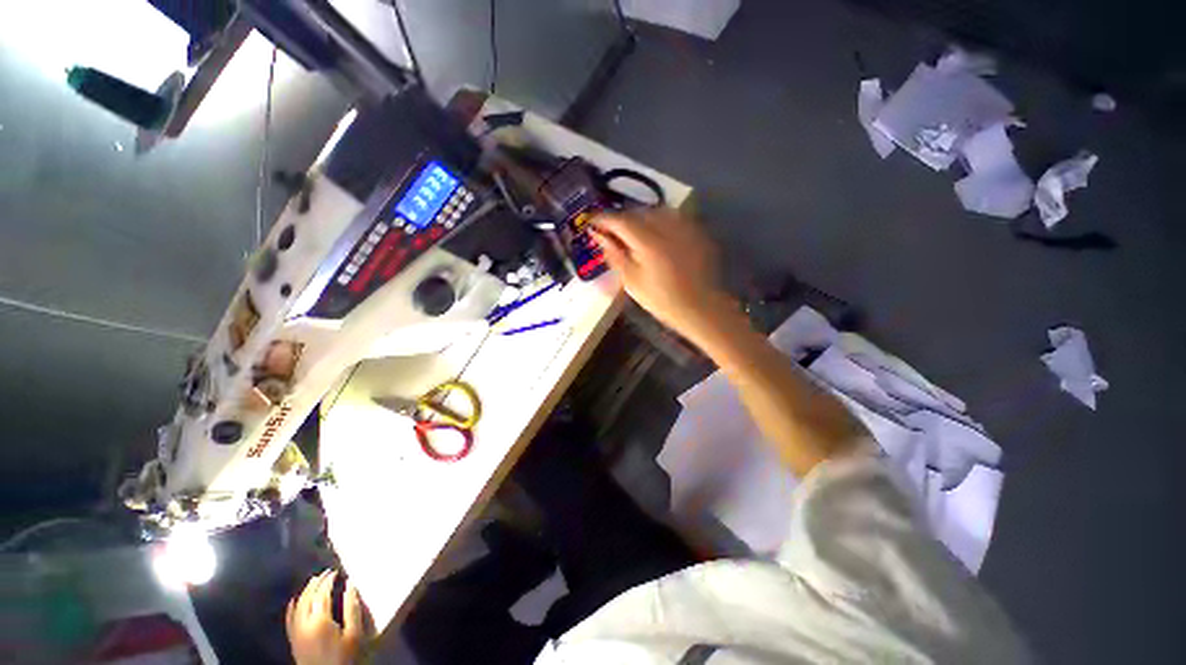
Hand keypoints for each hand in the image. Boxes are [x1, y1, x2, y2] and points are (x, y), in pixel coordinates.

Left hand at [287, 571, 365, 664]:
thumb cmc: (344, 655)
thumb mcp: (354, 633)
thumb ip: (352, 608)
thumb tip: (350, 584)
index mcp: (319, 620)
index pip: (322, 593)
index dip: (328, 581)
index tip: (336, 572)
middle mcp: (303, 623)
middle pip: (307, 597)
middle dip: (315, 583)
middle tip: (326, 573)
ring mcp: (296, 632)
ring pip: (297, 606)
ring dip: (305, 592)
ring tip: (313, 582)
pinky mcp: (293, 639)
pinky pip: (289, 619)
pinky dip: (292, 607)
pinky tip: (294, 601)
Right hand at [591, 209, 734, 340]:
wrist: (701, 307)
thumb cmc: (662, 300)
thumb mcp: (632, 281)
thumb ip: (614, 255)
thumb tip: (599, 235)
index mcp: (648, 241)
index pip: (619, 219)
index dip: (603, 218)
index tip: (592, 223)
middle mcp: (666, 226)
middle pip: (638, 211)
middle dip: (621, 218)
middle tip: (611, 231)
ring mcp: (684, 226)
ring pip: (656, 210)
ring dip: (640, 217)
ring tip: (633, 231)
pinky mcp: (696, 230)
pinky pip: (672, 216)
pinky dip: (659, 220)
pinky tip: (657, 234)